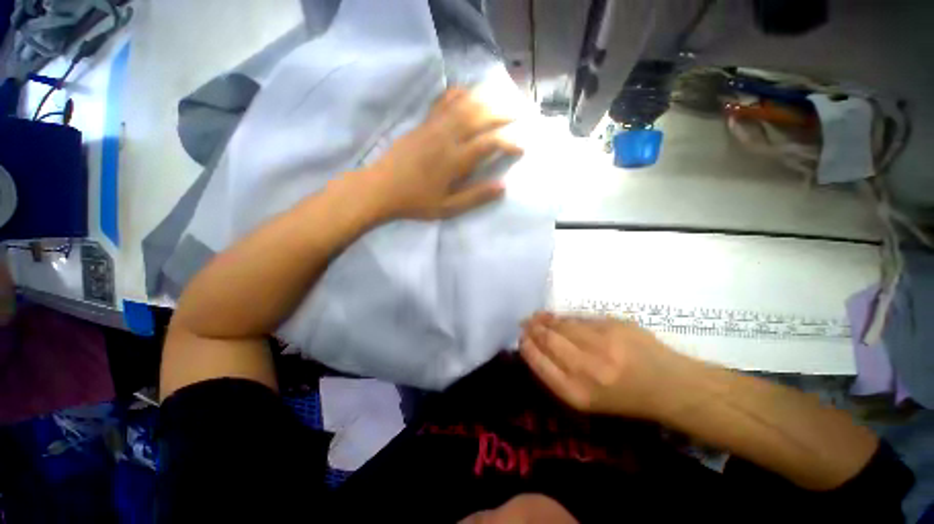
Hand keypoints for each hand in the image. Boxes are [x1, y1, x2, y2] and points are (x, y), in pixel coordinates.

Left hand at [360, 88, 522, 220]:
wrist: (380, 189)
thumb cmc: (414, 202)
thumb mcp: (447, 208)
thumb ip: (475, 197)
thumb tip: (502, 187)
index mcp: (454, 161)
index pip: (489, 143)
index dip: (509, 142)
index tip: (521, 146)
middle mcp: (446, 137)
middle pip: (479, 116)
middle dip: (502, 113)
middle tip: (519, 113)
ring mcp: (433, 127)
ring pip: (463, 104)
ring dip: (485, 98)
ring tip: (501, 97)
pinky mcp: (422, 123)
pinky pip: (443, 101)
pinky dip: (458, 93)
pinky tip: (467, 93)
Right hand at [520, 312, 687, 418]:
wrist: (668, 386)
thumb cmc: (623, 397)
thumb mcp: (585, 398)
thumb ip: (557, 373)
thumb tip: (534, 345)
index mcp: (576, 392)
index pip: (538, 362)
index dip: (526, 347)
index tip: (521, 338)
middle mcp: (585, 368)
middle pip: (547, 340)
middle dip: (532, 329)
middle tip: (525, 323)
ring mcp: (600, 344)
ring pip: (560, 325)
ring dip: (544, 320)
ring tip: (537, 317)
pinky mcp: (613, 326)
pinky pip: (578, 319)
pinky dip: (563, 318)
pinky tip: (556, 317)